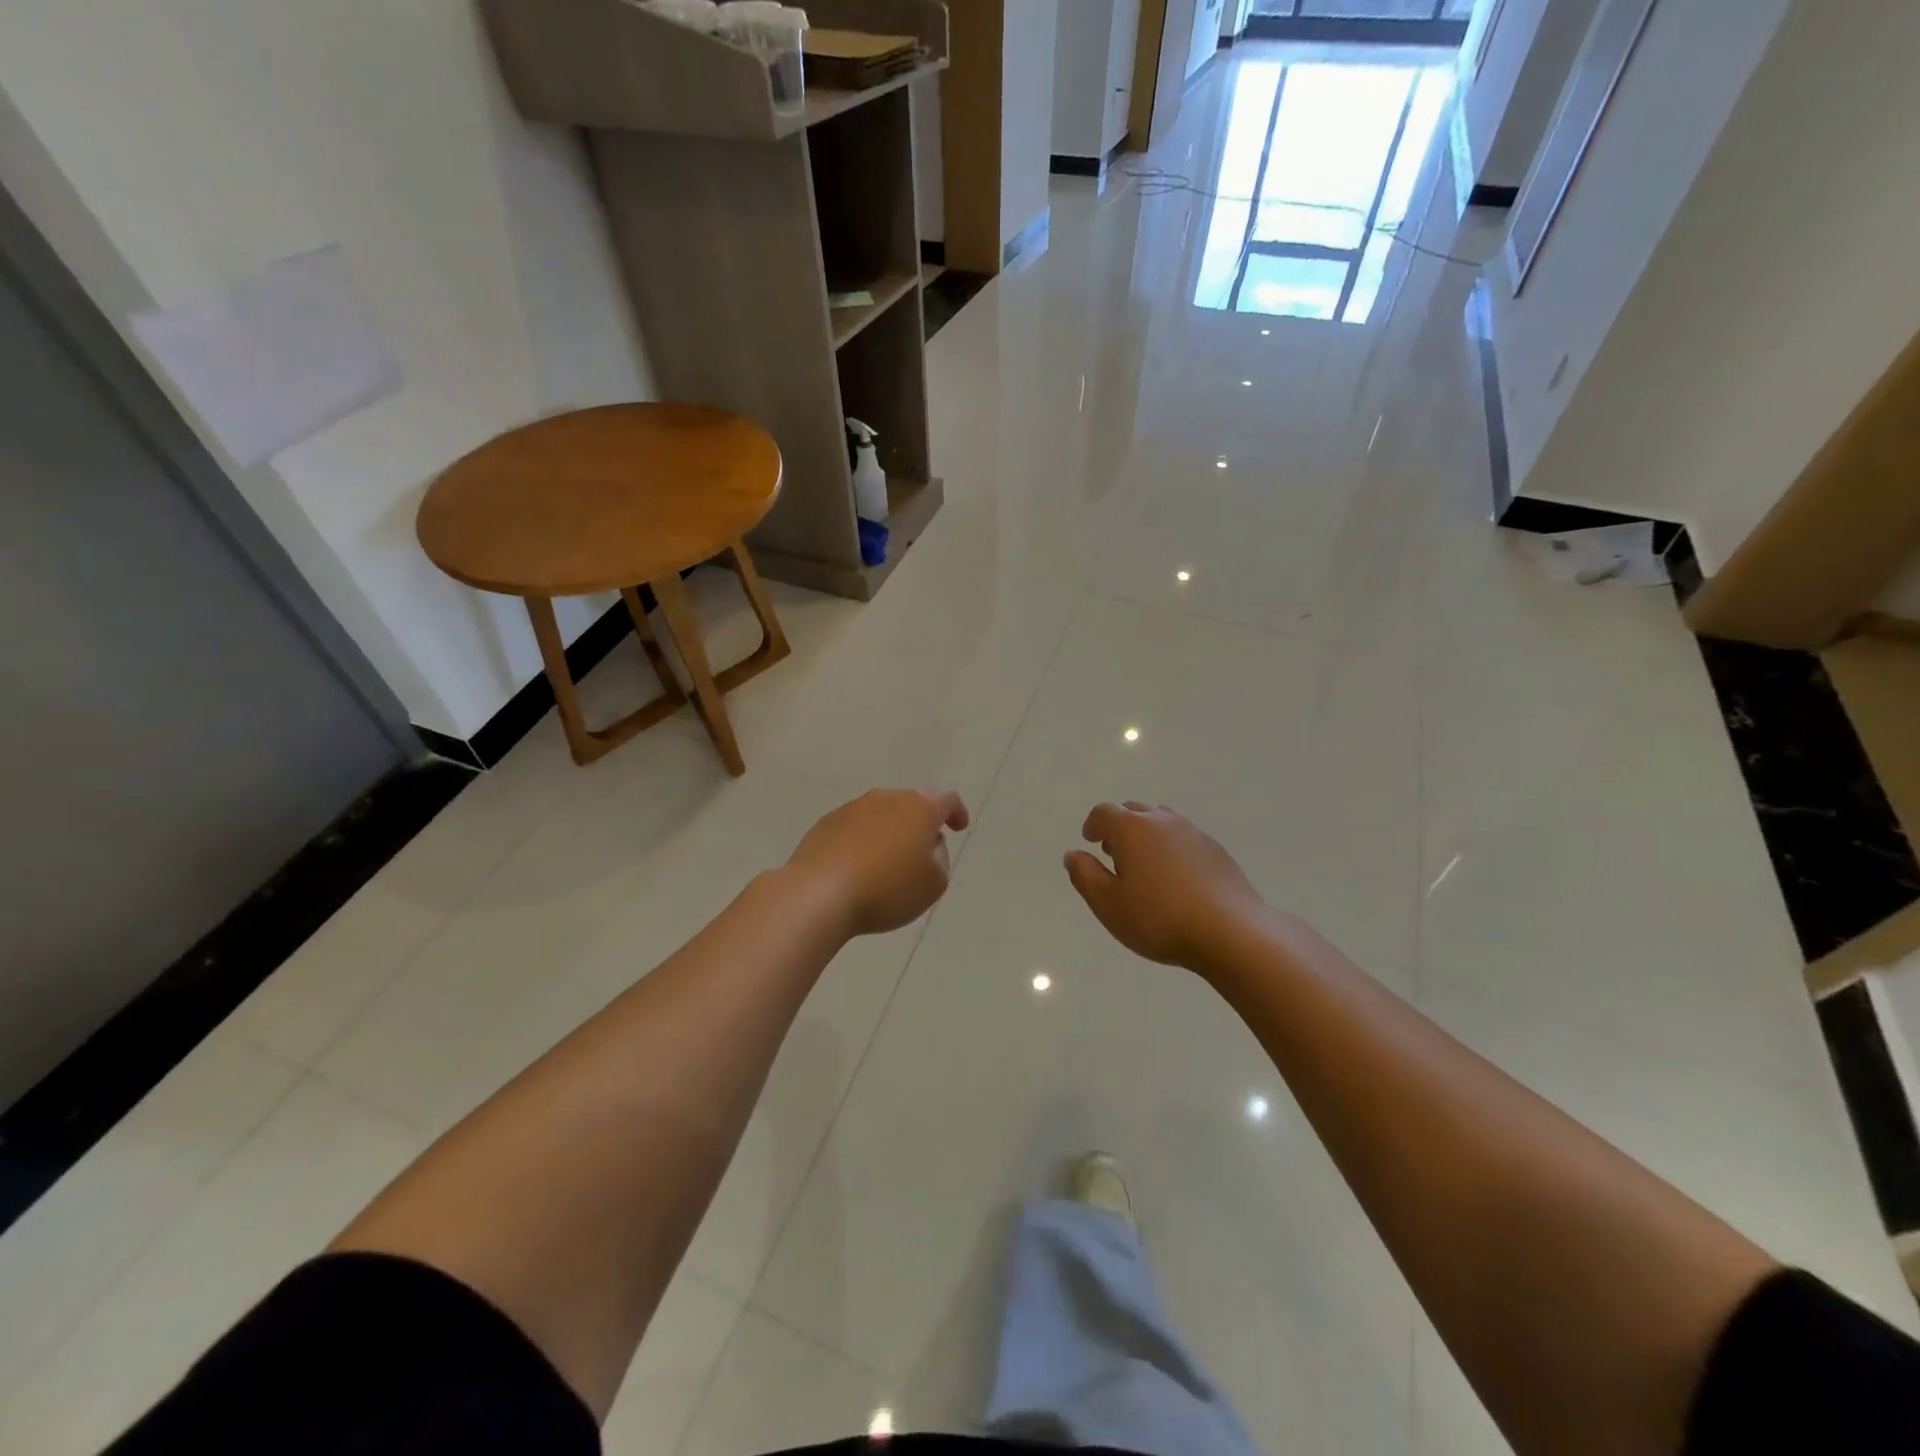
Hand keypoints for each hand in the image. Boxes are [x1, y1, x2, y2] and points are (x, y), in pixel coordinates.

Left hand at [786, 789, 970, 936]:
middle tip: (923, 850)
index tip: (958, 828)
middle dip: (920, 823)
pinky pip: (854, 828)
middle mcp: (886, 798)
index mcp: (919, 808)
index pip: (947, 800)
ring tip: (888, 862)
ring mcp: (852, 808)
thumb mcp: (933, 884)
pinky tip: (858, 867)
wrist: (819, 894)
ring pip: (881, 814)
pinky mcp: (825, 823)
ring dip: (889, 831)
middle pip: (911, 803)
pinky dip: (863, 841)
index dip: (956, 812)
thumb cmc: (886, 889)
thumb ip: (940, 860)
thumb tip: (928, 846)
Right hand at [1064, 801, 1264, 971]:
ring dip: (1147, 833)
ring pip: (1162, 820)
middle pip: (1134, 809)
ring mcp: (1193, 832)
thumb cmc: (1159, 918)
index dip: (1093, 825)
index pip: (1104, 812)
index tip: (1090, 841)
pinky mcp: (1216, 850)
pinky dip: (1171, 846)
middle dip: (1119, 826)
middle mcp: (1162, 820)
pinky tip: (1174, 877)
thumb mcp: (1108, 904)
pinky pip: (1184, 837)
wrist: (1230, 931)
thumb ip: (1086, 876)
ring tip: (1144, 864)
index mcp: (1132, 828)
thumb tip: (1073, 854)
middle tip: (1114, 853)